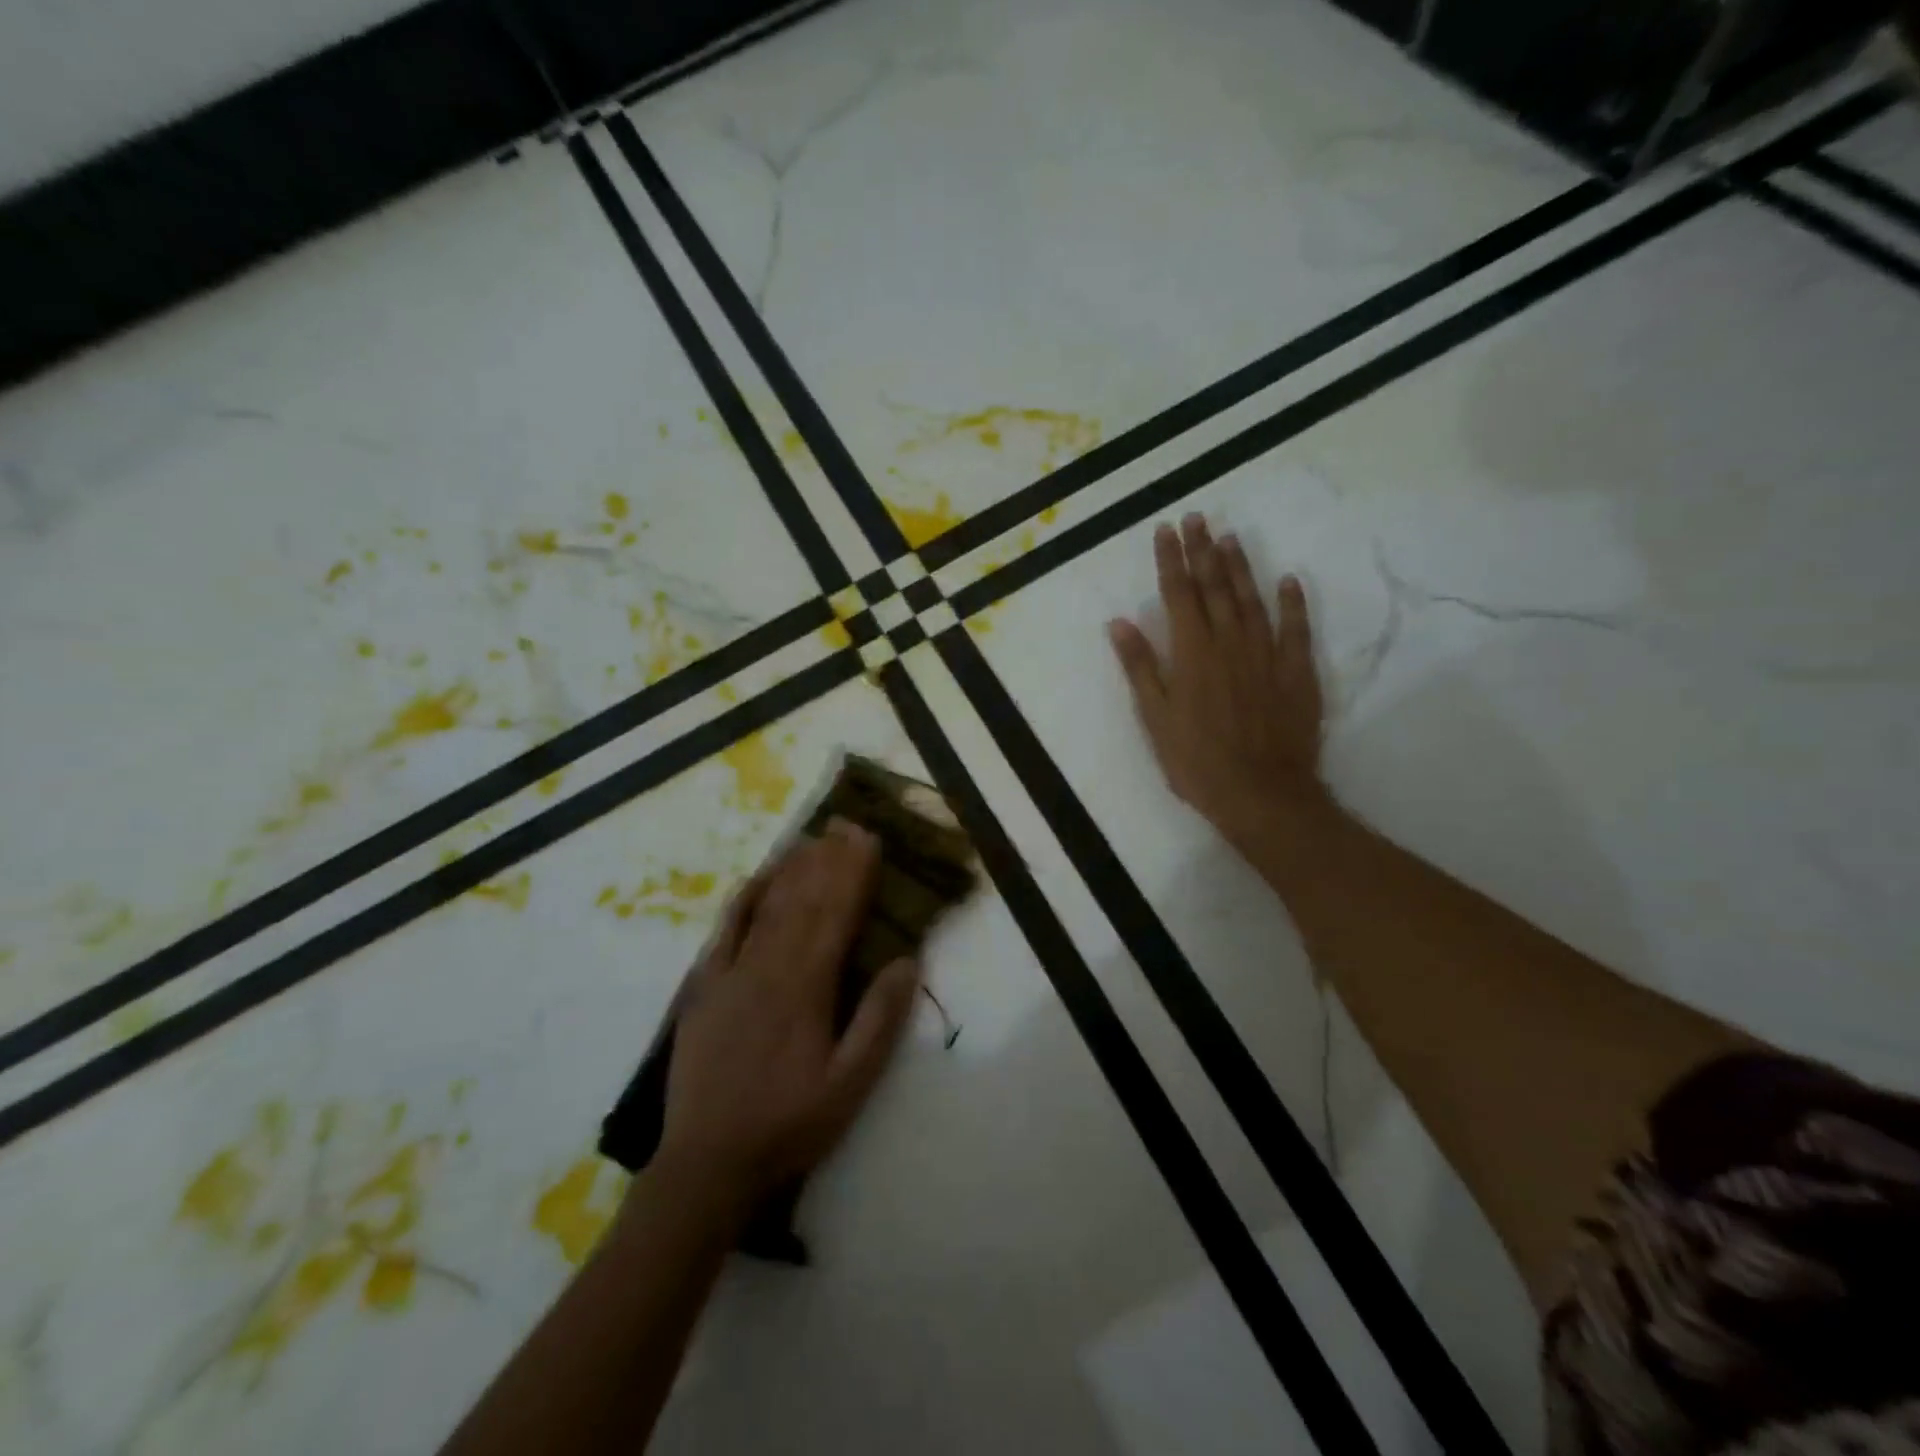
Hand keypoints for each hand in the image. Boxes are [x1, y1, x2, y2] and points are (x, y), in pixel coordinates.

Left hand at [657, 819, 919, 1205]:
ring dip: (793, 867)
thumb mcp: (849, 1085)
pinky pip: (726, 929)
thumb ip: (878, 1021)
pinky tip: (759, 875)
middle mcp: (769, 968)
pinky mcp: (704, 986)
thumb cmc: (789, 1124)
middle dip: (829, 859)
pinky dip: (745, 897)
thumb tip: (907, 960)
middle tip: (846, 823)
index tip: (869, 839)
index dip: (855, 874)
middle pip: (805, 901)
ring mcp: (732, 973)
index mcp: (808, 989)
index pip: (837, 916)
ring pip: (769, 907)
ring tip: (814, 836)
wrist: (708, 1163)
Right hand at [1108, 514, 1330, 857]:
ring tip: (1230, 536)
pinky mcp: (1297, 673)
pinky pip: (1296, 629)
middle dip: (1203, 551)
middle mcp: (1229, 644)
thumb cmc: (1196, 761)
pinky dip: (1292, 603)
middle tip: (1197, 518)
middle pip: (1215, 588)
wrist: (1261, 794)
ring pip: (1252, 600)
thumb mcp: (1155, 719)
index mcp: (1191, 654)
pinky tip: (1288, 581)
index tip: (1166, 530)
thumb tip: (1120, 623)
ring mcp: (1267, 656)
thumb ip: (1140, 667)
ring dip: (1241, 566)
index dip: (1172, 560)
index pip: (1179, 595)